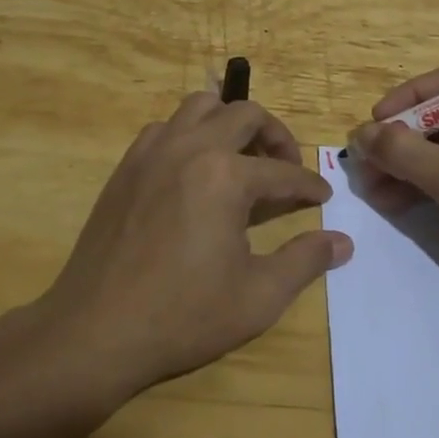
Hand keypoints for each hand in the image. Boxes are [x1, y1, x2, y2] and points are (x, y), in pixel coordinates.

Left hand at [36, 92, 352, 398]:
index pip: (283, 172)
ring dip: (229, 122)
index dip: (309, 186)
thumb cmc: (183, 316)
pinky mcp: (126, 166)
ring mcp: (152, 152)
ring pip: (200, 107)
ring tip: (241, 158)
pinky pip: (166, 128)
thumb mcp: (258, 297)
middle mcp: (190, 148)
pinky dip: (189, 135)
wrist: (96, 330)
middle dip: (276, 136)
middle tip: (286, 168)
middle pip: (245, 114)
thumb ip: (305, 261)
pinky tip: (194, 171)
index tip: (322, 198)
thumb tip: (343, 242)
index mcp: (226, 176)